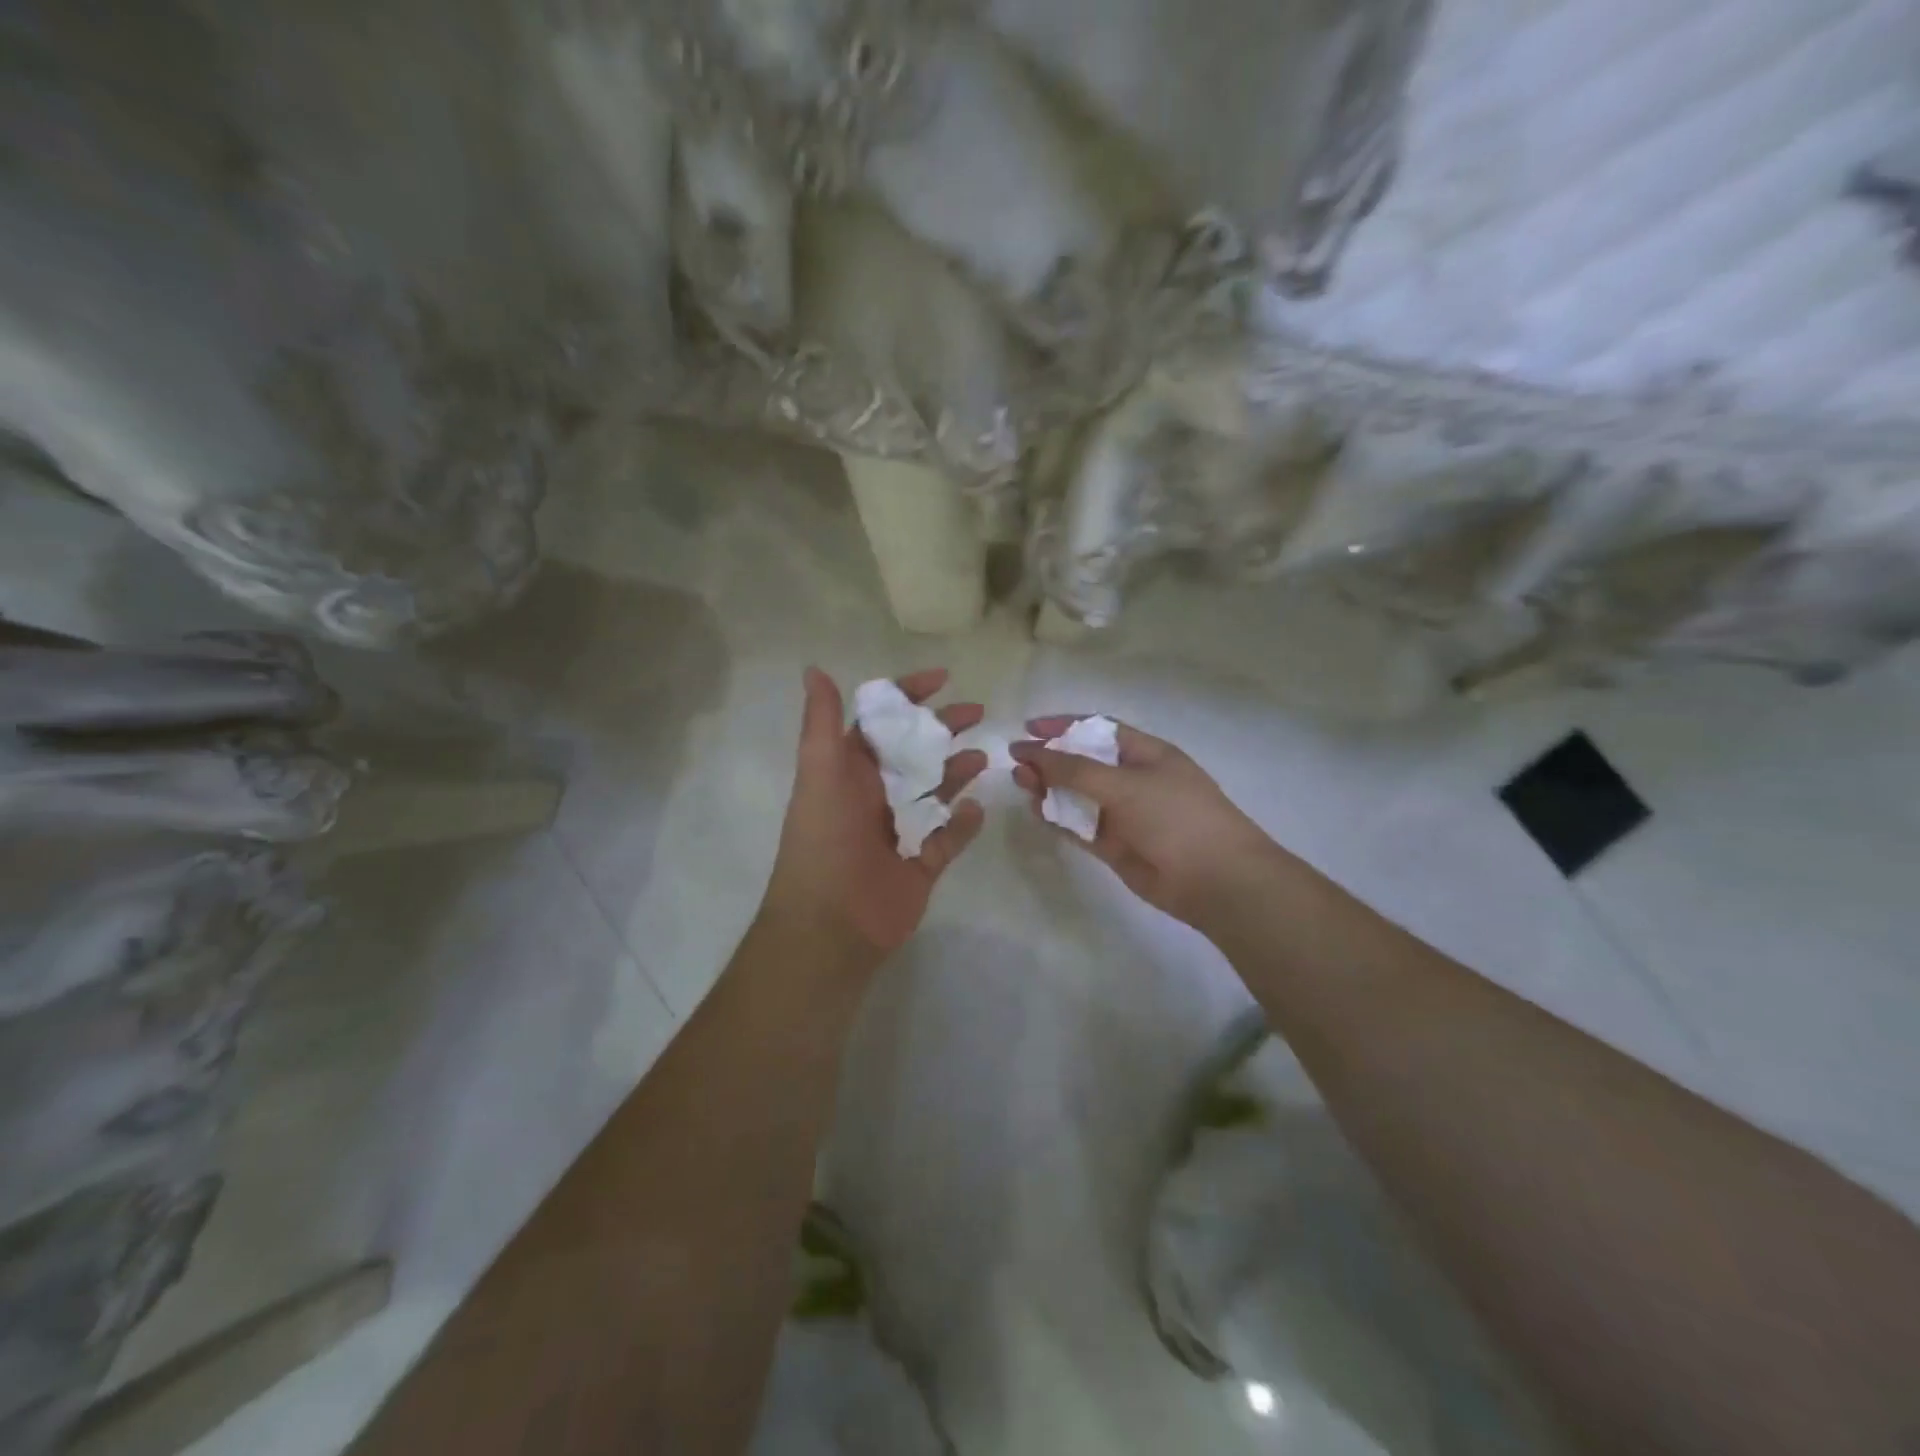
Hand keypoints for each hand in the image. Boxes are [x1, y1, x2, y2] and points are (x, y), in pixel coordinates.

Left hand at [763, 668, 986, 969]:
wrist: (831, 924)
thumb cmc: (824, 840)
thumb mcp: (820, 772)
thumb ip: (822, 722)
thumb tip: (814, 668)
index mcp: (850, 770)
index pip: (883, 722)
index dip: (909, 696)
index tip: (943, 678)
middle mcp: (875, 795)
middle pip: (916, 751)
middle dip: (944, 729)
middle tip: (977, 712)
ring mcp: (900, 830)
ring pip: (936, 791)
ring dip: (958, 771)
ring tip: (983, 757)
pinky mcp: (921, 864)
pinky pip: (950, 837)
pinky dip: (964, 824)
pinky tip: (977, 809)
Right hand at [1010, 717, 1278, 928]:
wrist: (1214, 879)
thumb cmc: (1174, 816)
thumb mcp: (1123, 784)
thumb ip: (1073, 769)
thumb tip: (1030, 752)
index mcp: (1145, 753)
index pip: (1097, 730)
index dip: (1063, 726)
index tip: (1029, 727)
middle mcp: (1133, 779)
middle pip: (1083, 762)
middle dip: (1050, 759)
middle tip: (1017, 763)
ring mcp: (1123, 814)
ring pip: (1077, 795)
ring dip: (1049, 788)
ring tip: (1021, 784)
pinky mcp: (1114, 846)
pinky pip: (1079, 826)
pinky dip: (1057, 817)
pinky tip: (1036, 810)